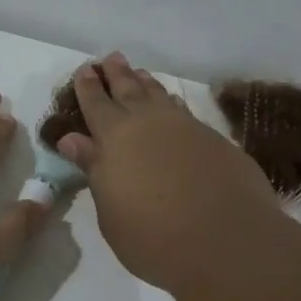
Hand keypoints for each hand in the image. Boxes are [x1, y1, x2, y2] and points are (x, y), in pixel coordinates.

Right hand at [54, 54, 280, 293]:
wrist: (226, 241)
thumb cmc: (153, 237)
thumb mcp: (110, 210)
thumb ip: (94, 169)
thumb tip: (73, 140)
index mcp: (115, 137)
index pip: (96, 104)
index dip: (88, 87)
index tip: (84, 70)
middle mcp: (150, 123)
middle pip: (130, 90)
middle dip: (117, 74)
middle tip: (110, 58)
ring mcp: (187, 128)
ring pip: (160, 96)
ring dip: (146, 83)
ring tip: (139, 73)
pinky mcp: (216, 141)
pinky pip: (185, 111)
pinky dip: (173, 103)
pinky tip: (173, 104)